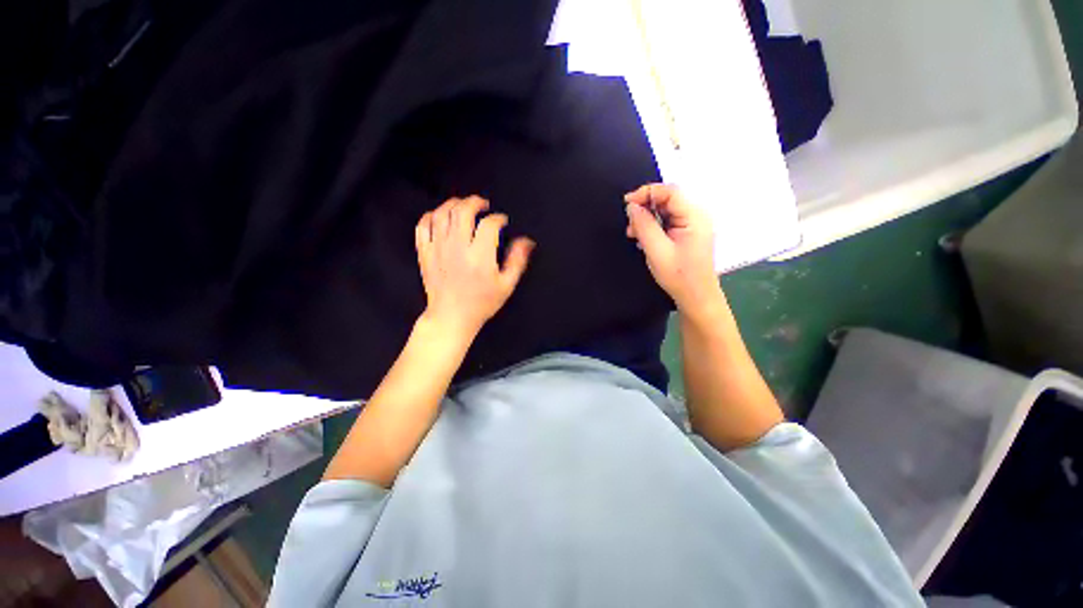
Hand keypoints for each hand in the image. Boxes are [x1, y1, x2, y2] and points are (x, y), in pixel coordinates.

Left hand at [415, 196, 534, 338]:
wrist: (451, 317)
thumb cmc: (481, 303)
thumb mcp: (506, 285)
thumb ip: (517, 260)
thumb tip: (527, 241)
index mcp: (480, 256)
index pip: (489, 224)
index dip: (498, 218)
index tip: (502, 221)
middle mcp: (457, 247)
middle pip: (463, 211)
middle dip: (475, 202)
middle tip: (483, 204)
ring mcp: (437, 248)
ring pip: (442, 213)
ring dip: (454, 204)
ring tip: (463, 205)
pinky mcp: (424, 253)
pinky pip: (423, 225)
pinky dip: (431, 216)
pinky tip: (440, 217)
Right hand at [624, 184, 721, 315]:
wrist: (696, 297)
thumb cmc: (679, 276)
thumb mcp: (657, 250)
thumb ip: (644, 226)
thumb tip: (632, 206)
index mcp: (694, 216)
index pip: (670, 192)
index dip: (646, 192)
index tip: (627, 203)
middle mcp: (696, 215)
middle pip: (668, 199)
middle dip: (645, 208)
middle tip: (630, 224)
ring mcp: (693, 225)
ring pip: (665, 211)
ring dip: (647, 218)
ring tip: (634, 234)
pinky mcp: (687, 233)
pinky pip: (667, 222)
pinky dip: (653, 226)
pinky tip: (643, 238)